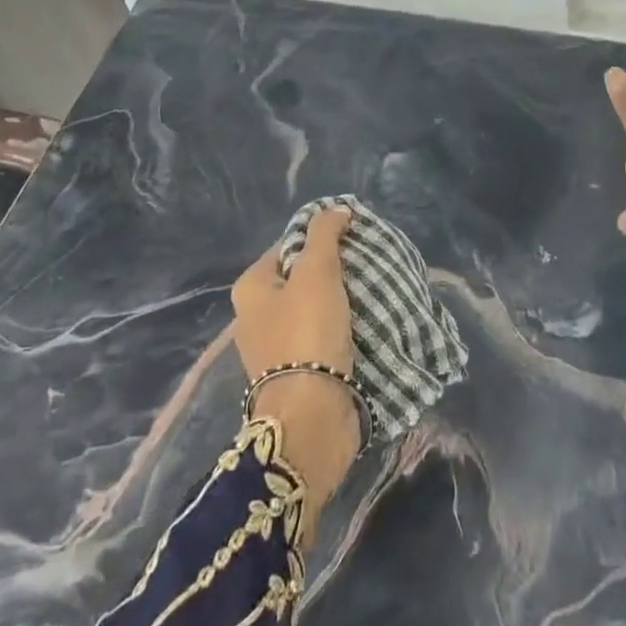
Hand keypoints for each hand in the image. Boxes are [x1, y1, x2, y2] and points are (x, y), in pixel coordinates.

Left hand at [231, 206, 360, 534]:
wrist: (312, 417)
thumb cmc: (307, 332)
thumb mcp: (316, 271)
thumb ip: (325, 235)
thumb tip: (337, 208)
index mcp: (251, 289)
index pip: (286, 246)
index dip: (318, 237)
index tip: (352, 237)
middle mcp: (256, 317)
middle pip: (300, 278)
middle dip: (333, 270)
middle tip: (366, 264)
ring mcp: (276, 349)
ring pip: (315, 309)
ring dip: (342, 301)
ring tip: (374, 291)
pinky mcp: (299, 374)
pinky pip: (323, 337)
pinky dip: (343, 329)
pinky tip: (368, 323)